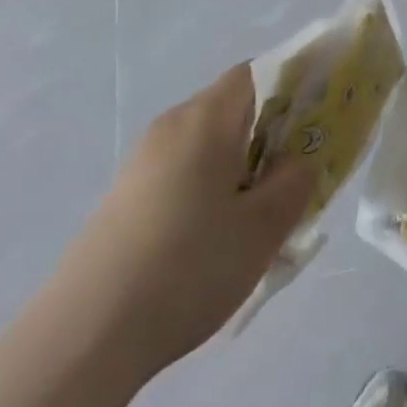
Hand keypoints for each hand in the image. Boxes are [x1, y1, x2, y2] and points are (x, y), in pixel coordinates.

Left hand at [59, 64, 314, 384]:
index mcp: (206, 119)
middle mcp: (171, 126)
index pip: (256, 73)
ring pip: (210, 146)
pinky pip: (185, 173)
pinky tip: (217, 243)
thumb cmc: (188, 267)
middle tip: (299, 181)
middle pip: (234, 110)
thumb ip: (293, 183)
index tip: (319, 120)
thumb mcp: (261, 229)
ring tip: (262, 222)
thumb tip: (300, 160)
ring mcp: (143, 161)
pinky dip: (213, 189)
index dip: (293, 85)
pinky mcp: (128, 195)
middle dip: (273, 136)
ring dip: (243, 169)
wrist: (87, 333)